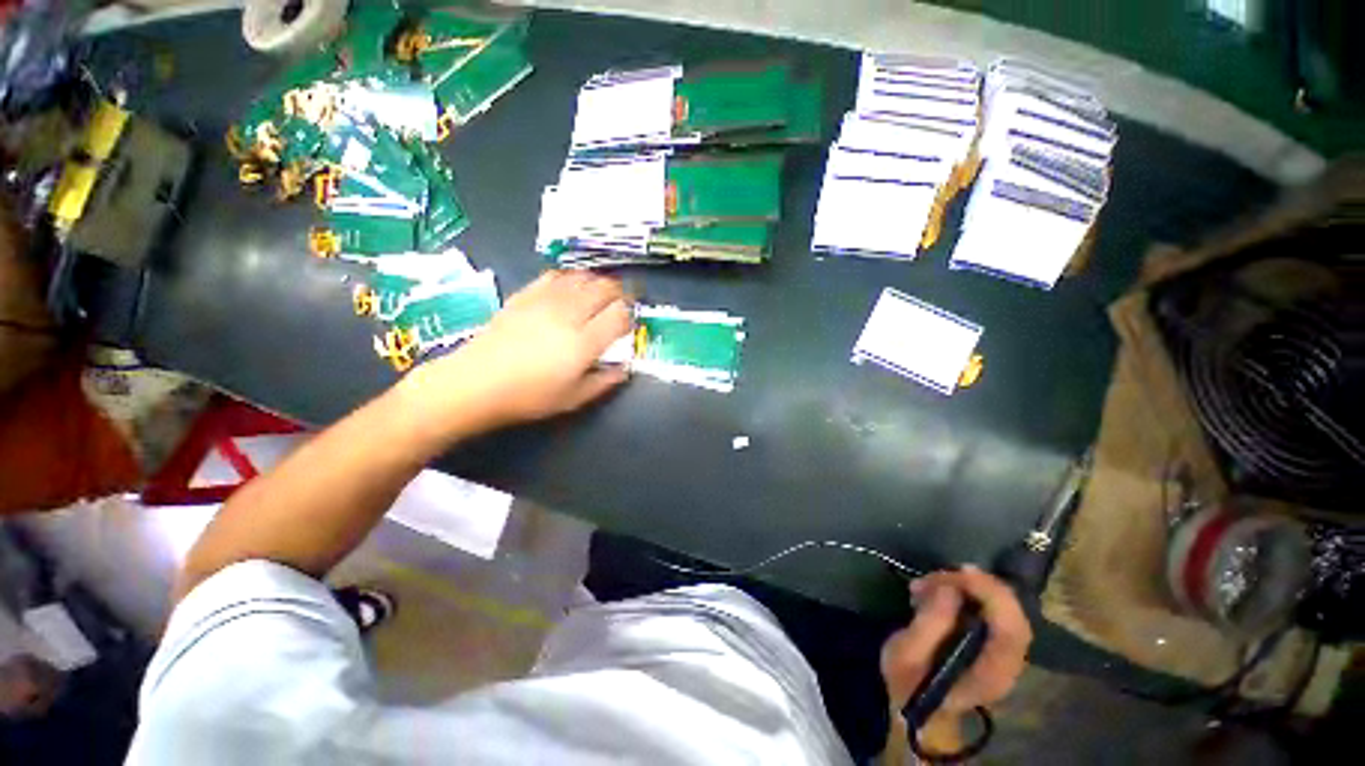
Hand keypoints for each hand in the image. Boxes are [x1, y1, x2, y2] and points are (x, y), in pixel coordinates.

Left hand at [404, 270, 632, 431]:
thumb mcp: (573, 399)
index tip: (629, 325)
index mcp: (584, 343)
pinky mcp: (526, 294)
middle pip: (606, 289)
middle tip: (621, 306)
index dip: (630, 316)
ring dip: (598, 283)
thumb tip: (625, 368)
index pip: (620, 315)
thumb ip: (605, 382)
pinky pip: (556, 275)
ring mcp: (546, 300)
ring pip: (583, 278)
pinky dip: (572, 278)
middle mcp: (569, 315)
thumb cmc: (529, 397)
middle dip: (620, 295)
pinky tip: (571, 288)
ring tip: (600, 295)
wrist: (475, 383)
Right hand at [880, 566, 1031, 718]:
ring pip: (999, 603)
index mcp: (993, 671)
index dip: (990, 593)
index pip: (1011, 627)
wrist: (918, 707)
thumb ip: (929, 625)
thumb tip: (948, 589)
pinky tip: (937, 589)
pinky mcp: (992, 639)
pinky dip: (965, 591)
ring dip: (964, 585)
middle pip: (1010, 610)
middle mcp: (1009, 660)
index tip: (956, 574)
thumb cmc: (909, 683)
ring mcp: (1004, 649)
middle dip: (974, 584)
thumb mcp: (906, 655)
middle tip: (935, 576)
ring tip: (926, 584)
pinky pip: (989, 606)